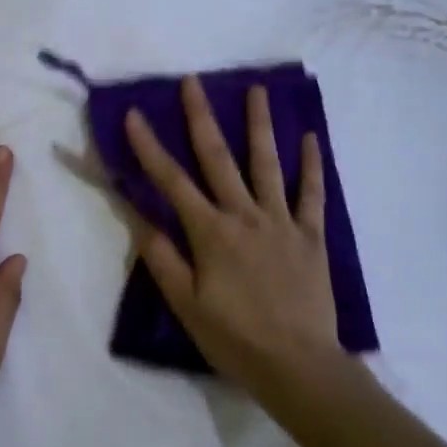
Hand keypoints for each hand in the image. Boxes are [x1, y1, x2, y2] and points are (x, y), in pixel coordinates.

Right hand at [123, 76, 342, 393]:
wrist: (298, 364)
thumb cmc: (235, 338)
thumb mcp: (187, 305)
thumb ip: (163, 258)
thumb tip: (140, 217)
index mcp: (211, 233)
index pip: (172, 182)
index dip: (149, 147)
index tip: (133, 114)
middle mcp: (245, 216)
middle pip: (219, 159)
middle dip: (201, 118)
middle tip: (192, 82)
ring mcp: (282, 222)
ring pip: (268, 164)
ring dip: (259, 125)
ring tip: (256, 89)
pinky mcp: (311, 236)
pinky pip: (312, 194)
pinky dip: (312, 165)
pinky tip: (310, 137)